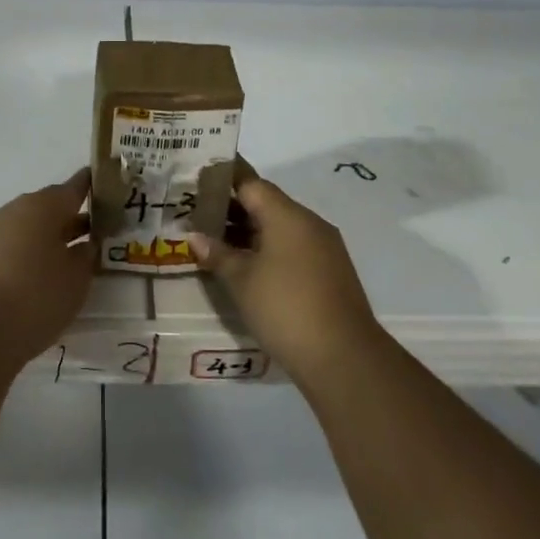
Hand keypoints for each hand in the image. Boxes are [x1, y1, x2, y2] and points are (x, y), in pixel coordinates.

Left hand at [0, 170, 93, 371]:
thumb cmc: (35, 297)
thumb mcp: (76, 278)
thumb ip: (86, 256)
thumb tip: (86, 243)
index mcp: (43, 205)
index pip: (75, 187)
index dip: (91, 186)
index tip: (107, 187)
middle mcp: (16, 210)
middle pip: (49, 207)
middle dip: (71, 218)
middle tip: (95, 233)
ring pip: (29, 227)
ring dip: (49, 238)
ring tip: (69, 259)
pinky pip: (12, 246)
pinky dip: (28, 254)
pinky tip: (39, 277)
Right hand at [189, 167, 380, 387]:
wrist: (344, 358)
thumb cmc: (285, 308)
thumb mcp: (242, 281)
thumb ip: (217, 254)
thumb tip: (195, 236)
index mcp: (287, 214)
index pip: (251, 183)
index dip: (224, 180)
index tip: (200, 181)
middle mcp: (309, 222)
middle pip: (266, 203)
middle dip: (234, 209)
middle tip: (201, 216)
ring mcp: (325, 247)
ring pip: (281, 227)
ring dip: (251, 232)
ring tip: (219, 244)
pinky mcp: (332, 271)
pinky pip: (294, 247)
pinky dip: (270, 249)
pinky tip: (250, 268)